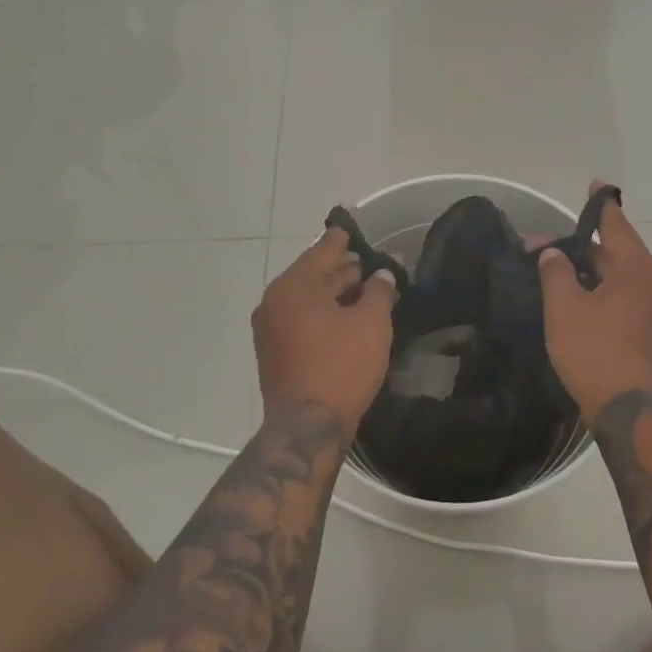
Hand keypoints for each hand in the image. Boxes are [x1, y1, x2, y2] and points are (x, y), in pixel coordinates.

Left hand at [253, 229, 397, 437]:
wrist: (306, 428)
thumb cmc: (341, 366)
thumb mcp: (371, 323)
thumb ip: (379, 291)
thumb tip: (382, 275)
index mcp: (294, 285)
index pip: (324, 250)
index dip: (343, 238)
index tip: (351, 224)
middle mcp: (274, 301)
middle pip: (314, 274)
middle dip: (344, 270)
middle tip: (372, 266)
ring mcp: (270, 329)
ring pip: (308, 300)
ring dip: (336, 294)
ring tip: (366, 292)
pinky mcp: (274, 352)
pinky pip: (301, 320)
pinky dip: (323, 315)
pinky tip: (347, 321)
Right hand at [536, 182, 651, 420]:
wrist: (631, 412)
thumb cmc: (596, 352)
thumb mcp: (565, 308)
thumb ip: (556, 272)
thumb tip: (553, 255)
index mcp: (638, 269)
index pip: (616, 225)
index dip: (601, 205)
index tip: (595, 185)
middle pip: (614, 253)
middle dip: (578, 248)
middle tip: (539, 248)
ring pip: (618, 278)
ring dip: (587, 272)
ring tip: (553, 272)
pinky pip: (624, 299)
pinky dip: (600, 291)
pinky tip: (575, 300)